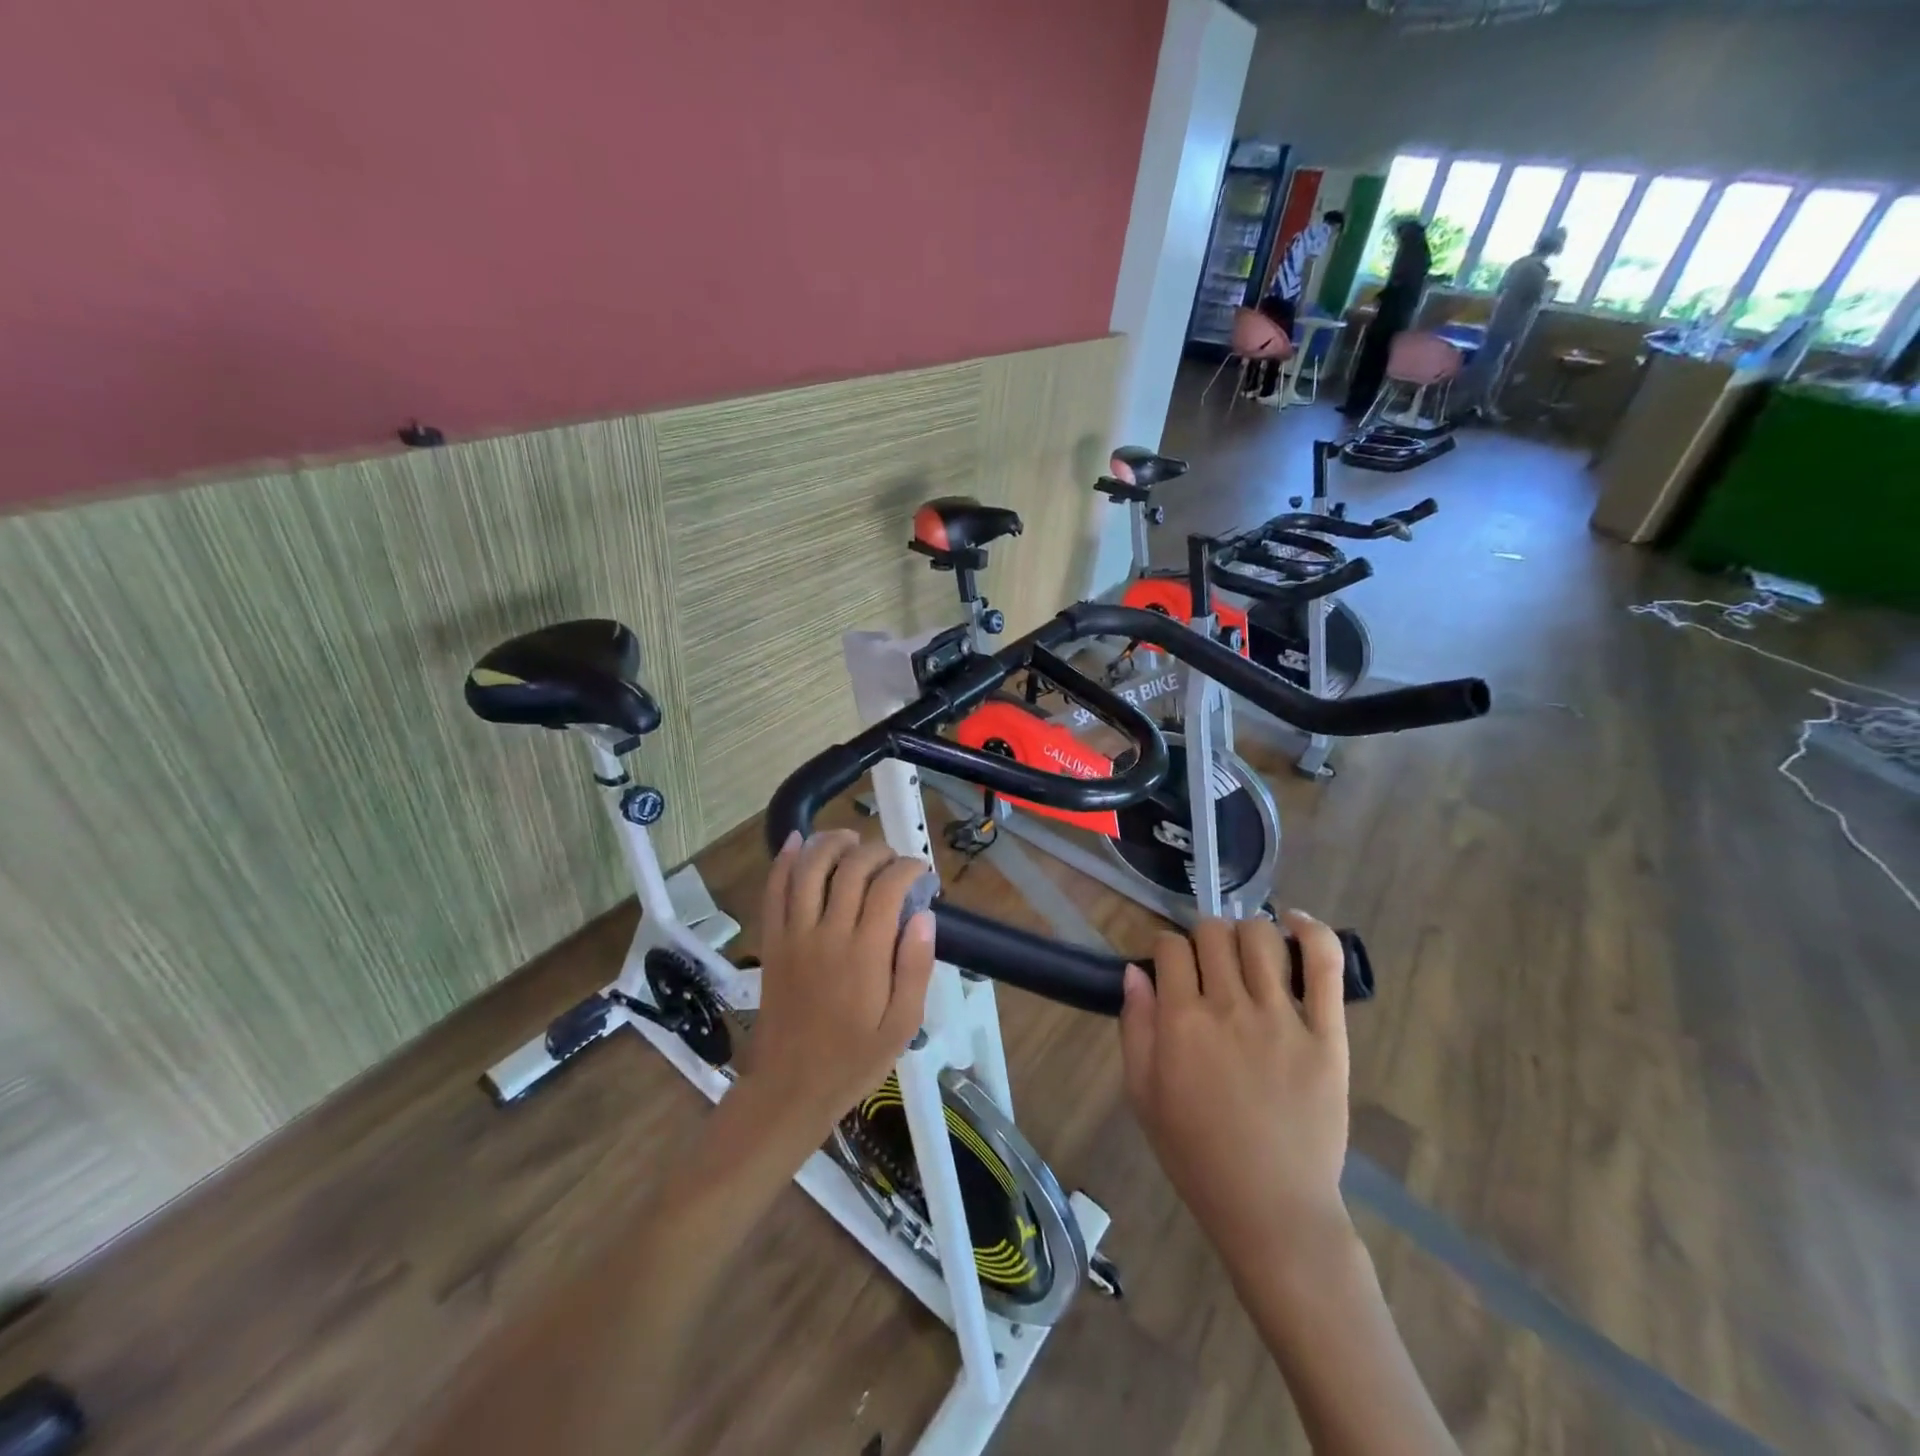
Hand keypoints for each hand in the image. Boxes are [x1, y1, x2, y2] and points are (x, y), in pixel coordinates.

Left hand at [744, 830, 936, 1137]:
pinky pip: (774, 890)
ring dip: (832, 843)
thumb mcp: (903, 1025)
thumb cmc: (853, 1059)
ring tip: (852, 840)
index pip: (888, 887)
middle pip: (852, 868)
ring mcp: (794, 934)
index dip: (908, 868)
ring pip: (810, 868)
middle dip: (877, 851)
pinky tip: (798, 841)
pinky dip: (784, 861)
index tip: (921, 872)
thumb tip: (926, 916)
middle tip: (892, 860)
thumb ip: (916, 969)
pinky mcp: (772, 941)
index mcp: (865, 953)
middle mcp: (828, 933)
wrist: (790, 1087)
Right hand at [1120, 911, 1351, 1264]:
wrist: (1272, 1209)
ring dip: (1246, 934)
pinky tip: (1294, 924)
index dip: (1166, 949)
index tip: (1171, 968)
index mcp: (1182, 1022)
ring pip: (1260, 937)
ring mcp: (1282, 1017)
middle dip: (1202, 938)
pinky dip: (1311, 931)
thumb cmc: (1197, 1155)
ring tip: (1246, 954)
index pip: (1170, 948)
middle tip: (1207, 965)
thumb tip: (1135, 972)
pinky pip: (1324, 964)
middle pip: (1213, 933)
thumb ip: (1135, 1027)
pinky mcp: (1327, 1033)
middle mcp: (1230, 1007)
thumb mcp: (1143, 1095)